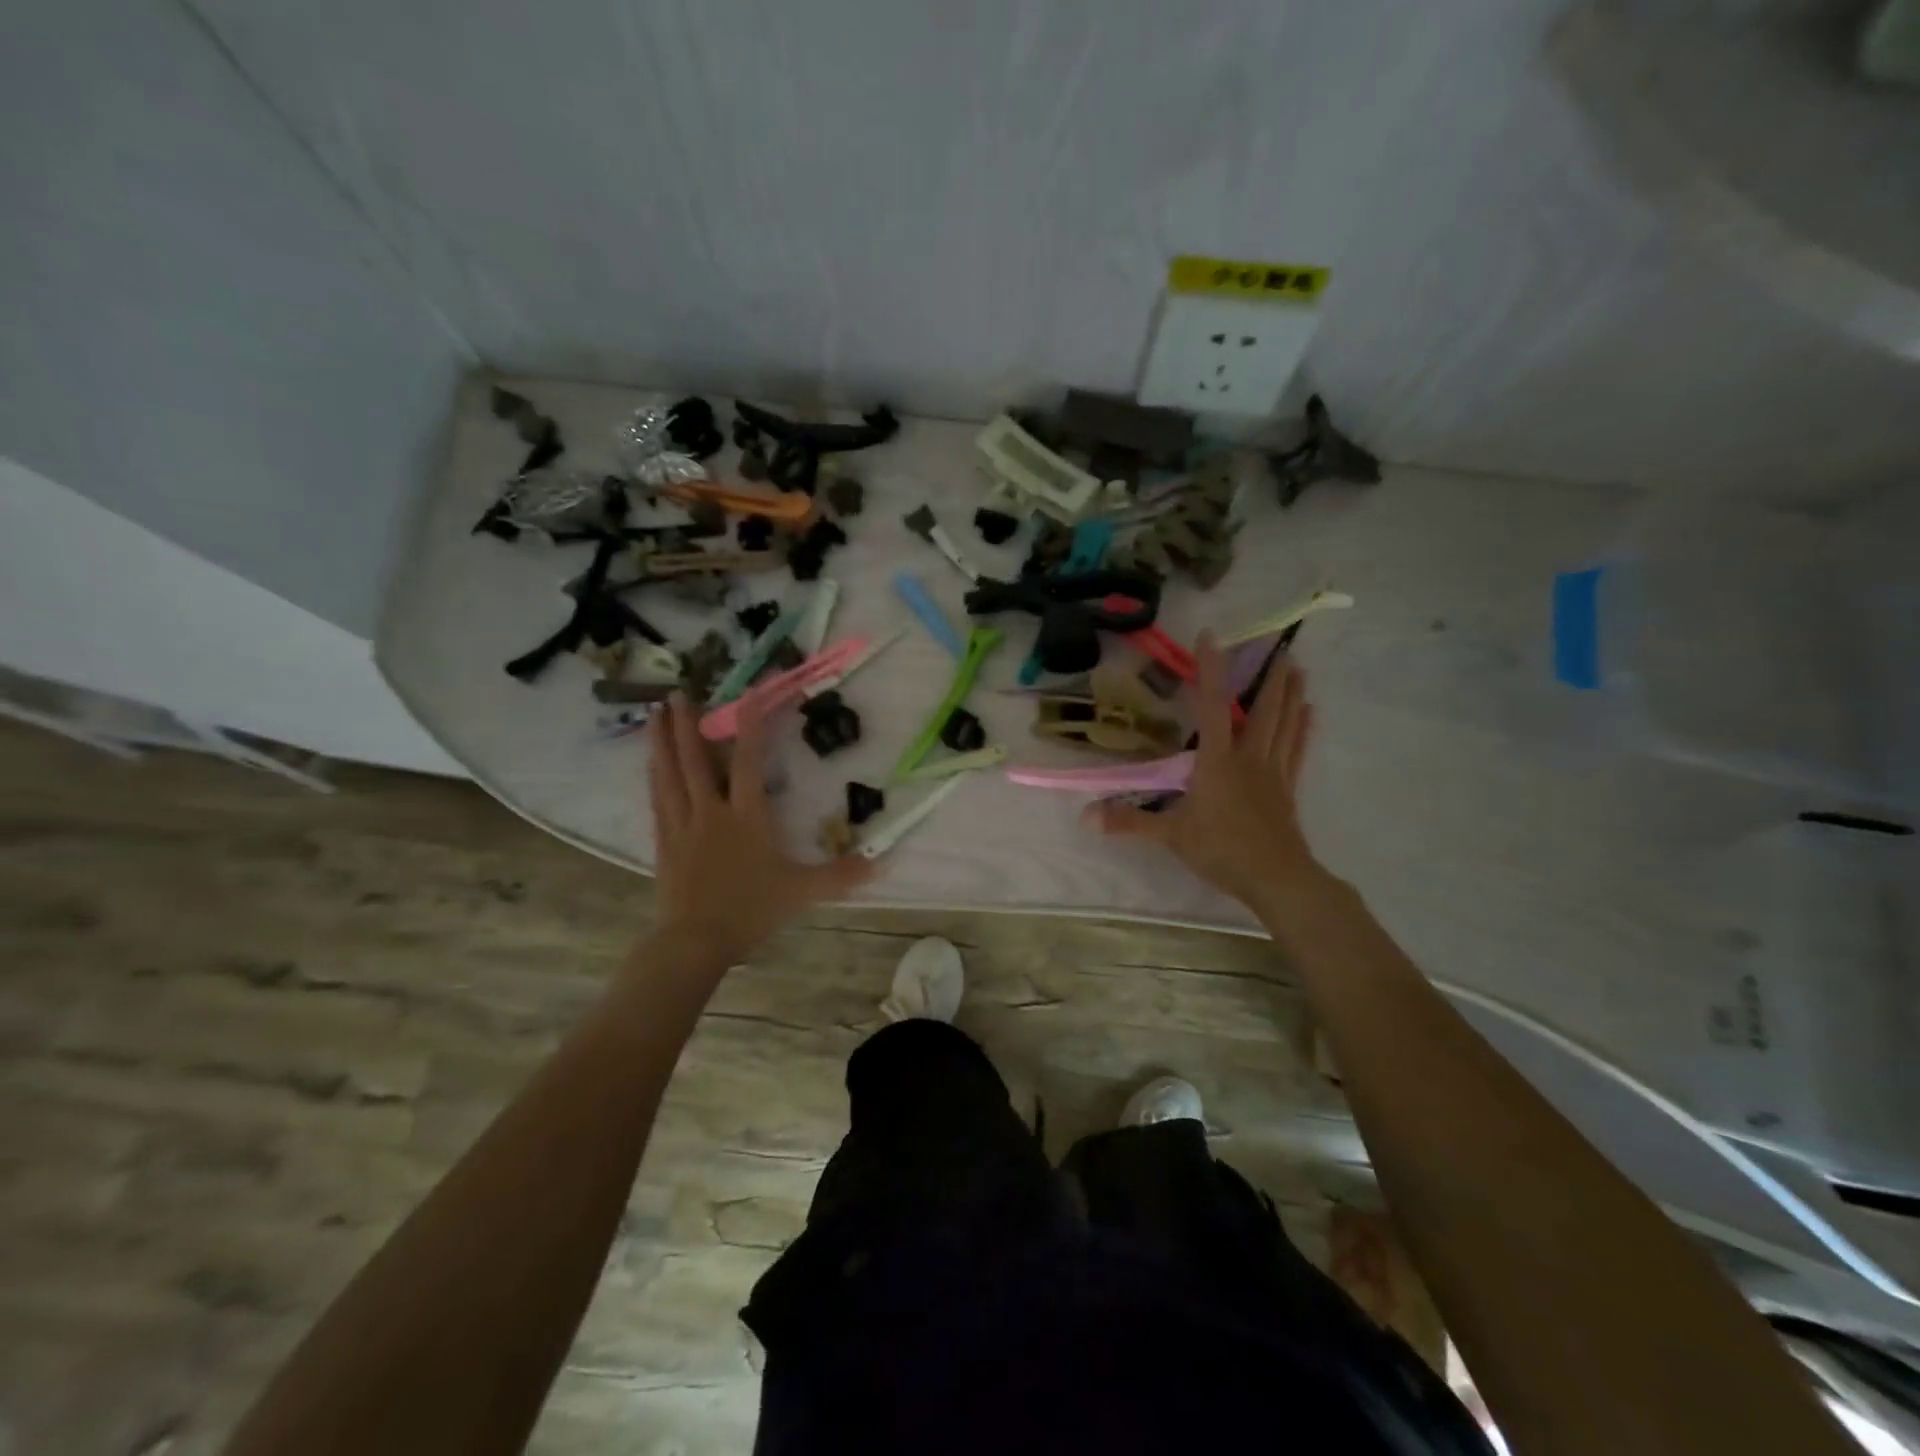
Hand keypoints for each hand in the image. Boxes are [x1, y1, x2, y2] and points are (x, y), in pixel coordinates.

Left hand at [648, 694, 874, 963]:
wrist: (695, 941)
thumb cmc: (751, 910)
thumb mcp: (802, 891)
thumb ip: (840, 875)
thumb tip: (881, 863)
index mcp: (747, 817)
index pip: (750, 761)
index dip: (752, 725)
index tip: (750, 694)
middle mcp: (712, 812)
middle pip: (696, 759)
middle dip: (688, 724)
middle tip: (679, 693)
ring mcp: (683, 826)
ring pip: (670, 774)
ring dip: (662, 742)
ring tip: (653, 714)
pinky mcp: (665, 842)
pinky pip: (658, 799)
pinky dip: (655, 776)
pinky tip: (650, 763)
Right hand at [1085, 636, 1319, 908]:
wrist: (1276, 878)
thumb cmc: (1221, 850)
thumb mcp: (1170, 835)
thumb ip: (1129, 821)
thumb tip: (1085, 816)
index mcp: (1217, 761)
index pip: (1212, 706)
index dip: (1211, 670)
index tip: (1211, 637)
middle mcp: (1248, 758)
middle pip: (1262, 710)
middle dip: (1269, 678)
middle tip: (1280, 647)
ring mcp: (1273, 773)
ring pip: (1284, 725)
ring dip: (1291, 695)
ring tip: (1297, 669)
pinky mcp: (1287, 790)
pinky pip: (1296, 751)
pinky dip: (1303, 729)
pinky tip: (1310, 714)